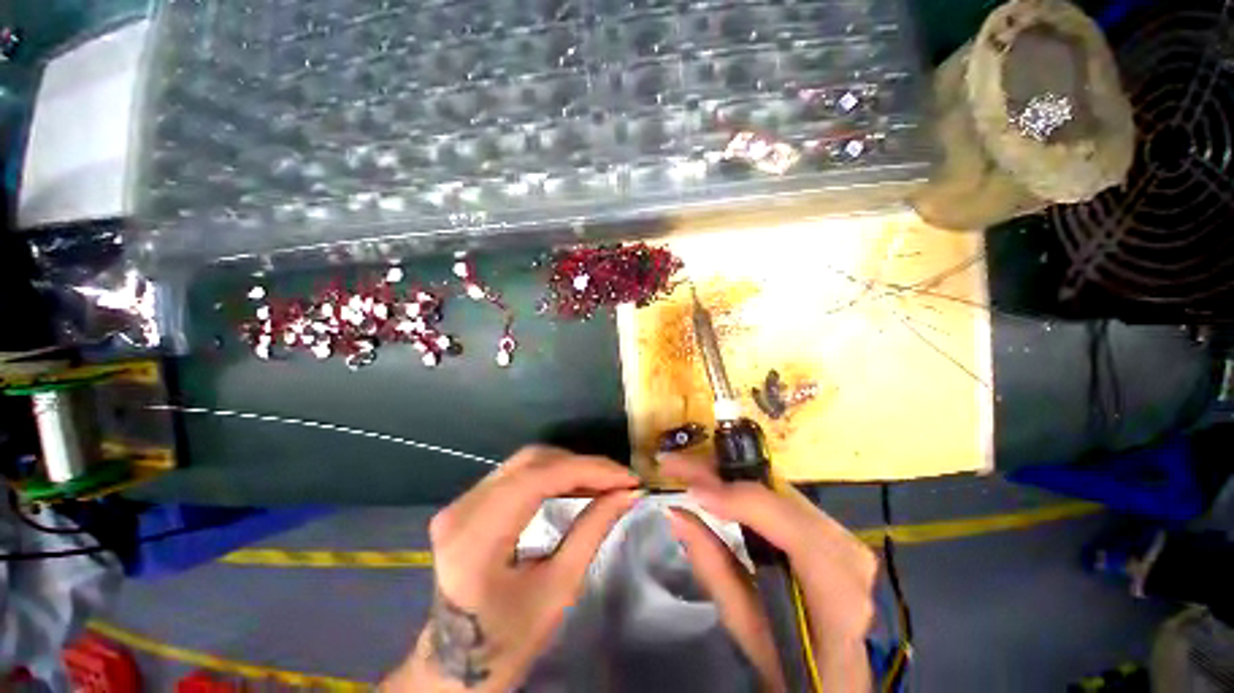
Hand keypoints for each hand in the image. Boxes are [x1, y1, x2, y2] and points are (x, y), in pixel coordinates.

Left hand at [383, 446, 641, 691]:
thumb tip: (628, 493)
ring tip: (603, 482)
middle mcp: (462, 508)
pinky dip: (551, 475)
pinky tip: (575, 485)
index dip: (588, 470)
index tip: (627, 478)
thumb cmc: (507, 641)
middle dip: (581, 465)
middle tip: (617, 481)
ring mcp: (460, 503)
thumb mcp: (557, 589)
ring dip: (568, 467)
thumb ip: (592, 530)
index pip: (539, 478)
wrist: (456, 667)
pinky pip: (517, 474)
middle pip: (532, 461)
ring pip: (526, 463)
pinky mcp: (467, 503)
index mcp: (475, 537)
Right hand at [660, 453, 878, 692]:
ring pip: (776, 487)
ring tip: (687, 469)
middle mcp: (848, 552)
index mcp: (839, 595)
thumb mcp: (746, 627)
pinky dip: (741, 483)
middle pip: (779, 496)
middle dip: (722, 475)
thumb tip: (675, 513)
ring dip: (727, 474)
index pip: (793, 531)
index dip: (743, 502)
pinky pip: (777, 493)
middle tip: (676, 466)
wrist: (838, 673)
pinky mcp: (827, 523)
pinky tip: (713, 479)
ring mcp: (841, 532)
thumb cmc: (792, 664)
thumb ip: (712, 567)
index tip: (694, 492)